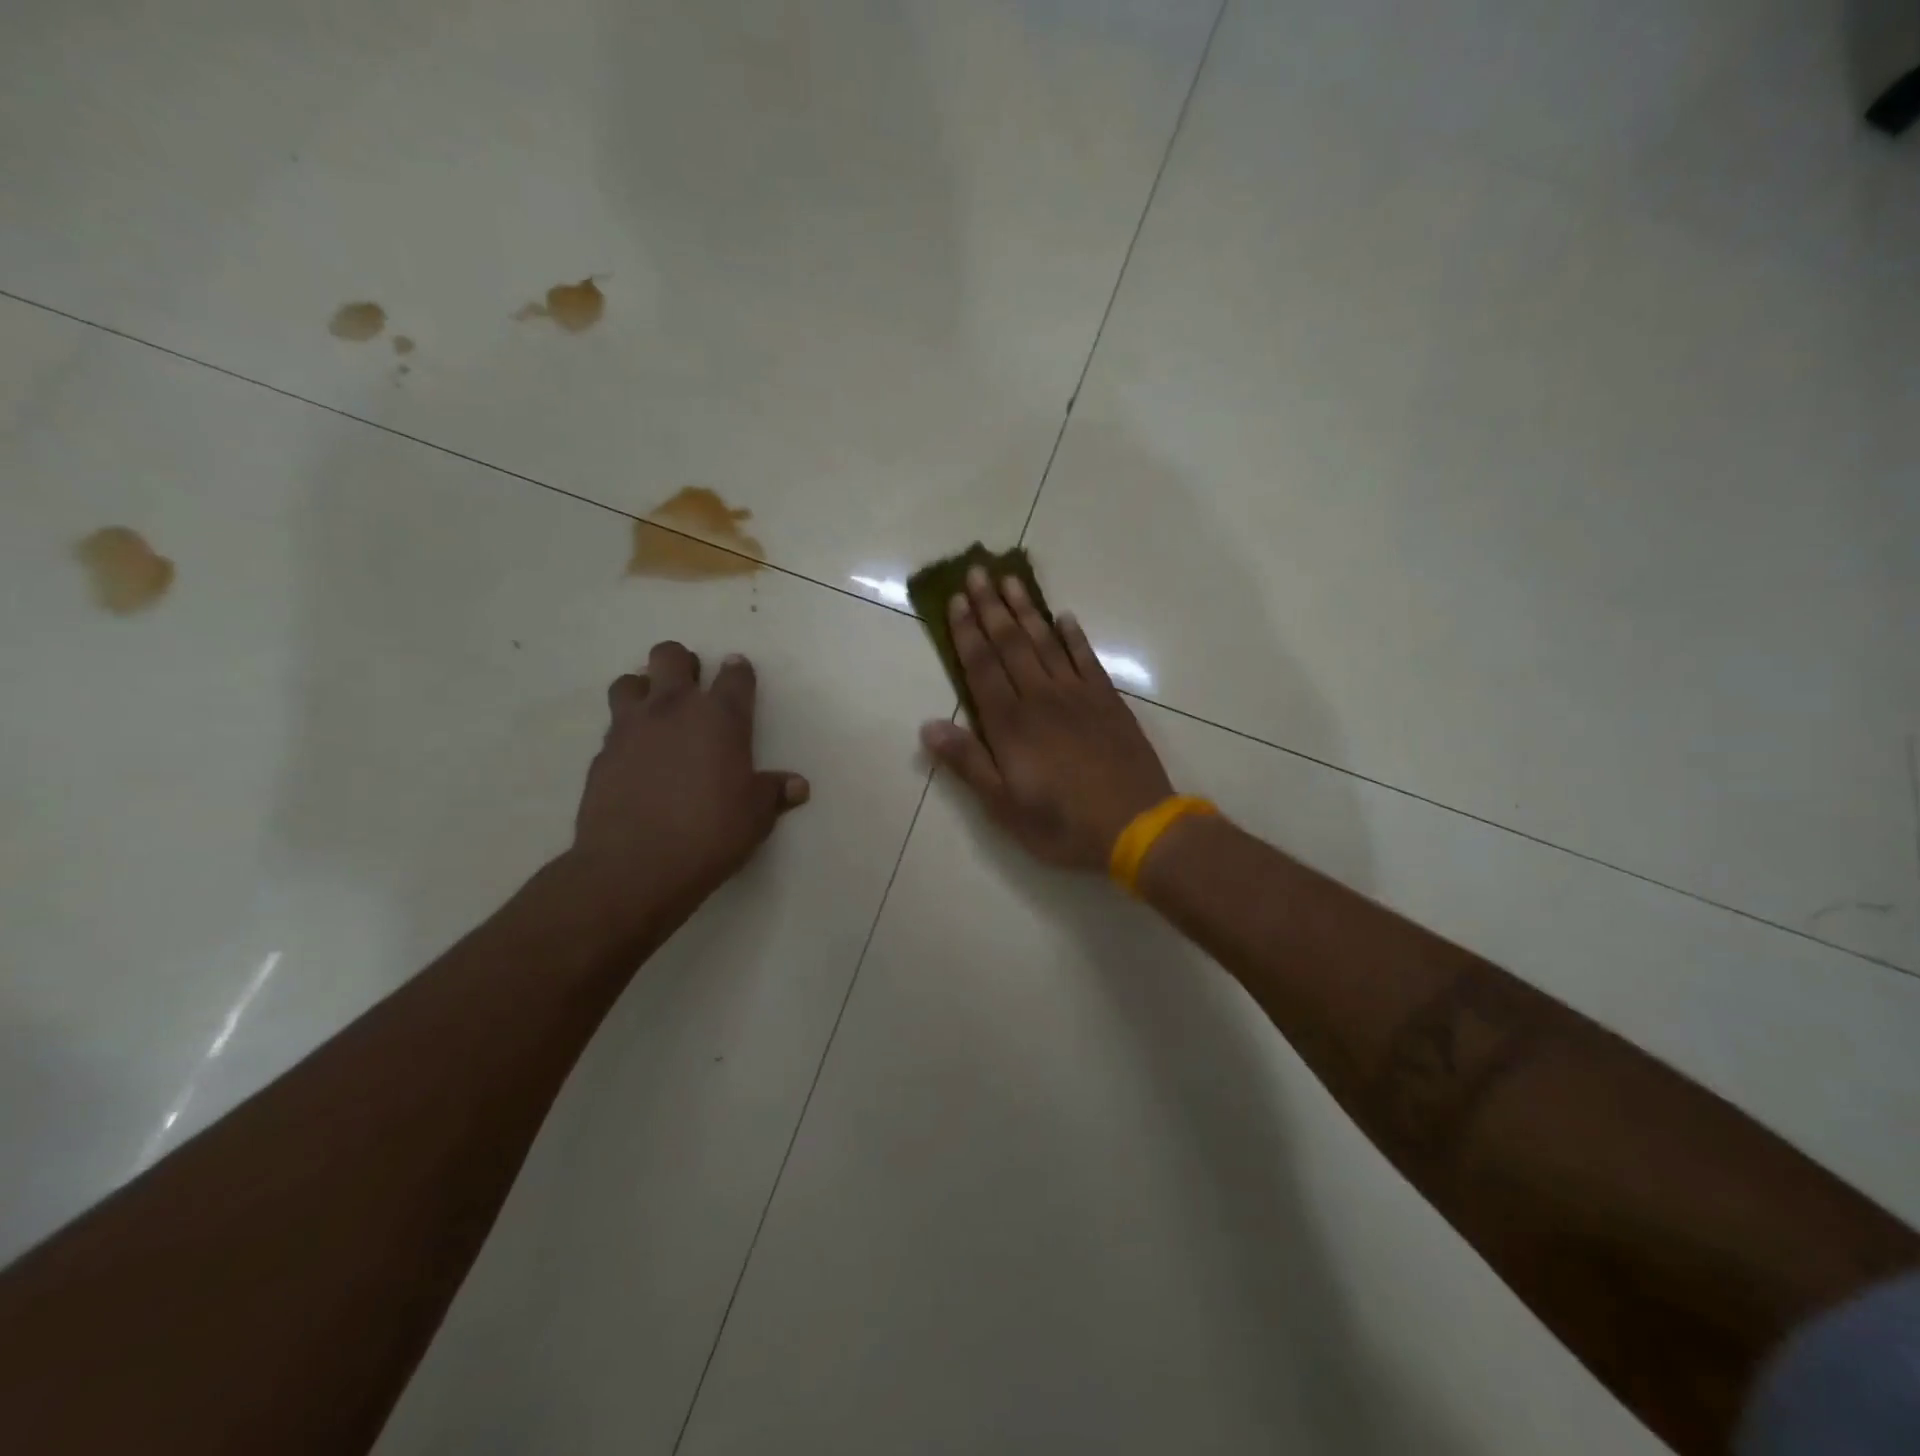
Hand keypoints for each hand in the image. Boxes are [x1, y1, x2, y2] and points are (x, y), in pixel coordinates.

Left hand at [569, 641, 808, 921]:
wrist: (635, 866)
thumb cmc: (710, 834)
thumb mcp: (756, 816)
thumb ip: (774, 793)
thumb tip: (797, 786)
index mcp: (721, 718)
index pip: (734, 675)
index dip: (738, 670)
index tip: (739, 672)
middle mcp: (674, 710)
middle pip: (670, 656)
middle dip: (682, 663)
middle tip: (692, 687)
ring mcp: (631, 729)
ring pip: (629, 681)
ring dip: (644, 689)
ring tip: (655, 714)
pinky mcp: (601, 755)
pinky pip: (613, 728)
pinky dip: (626, 734)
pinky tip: (636, 759)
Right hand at [919, 567, 1172, 870]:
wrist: (1135, 826)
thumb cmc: (1062, 824)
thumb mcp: (1004, 806)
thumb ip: (968, 763)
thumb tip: (928, 726)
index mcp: (1010, 724)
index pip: (982, 667)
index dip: (966, 632)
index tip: (956, 600)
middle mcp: (1041, 698)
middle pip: (1011, 644)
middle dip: (991, 607)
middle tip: (978, 571)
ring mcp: (1078, 695)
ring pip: (1046, 642)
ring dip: (1026, 610)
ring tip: (1011, 580)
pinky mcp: (1108, 701)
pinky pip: (1086, 658)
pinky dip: (1074, 636)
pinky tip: (1064, 617)